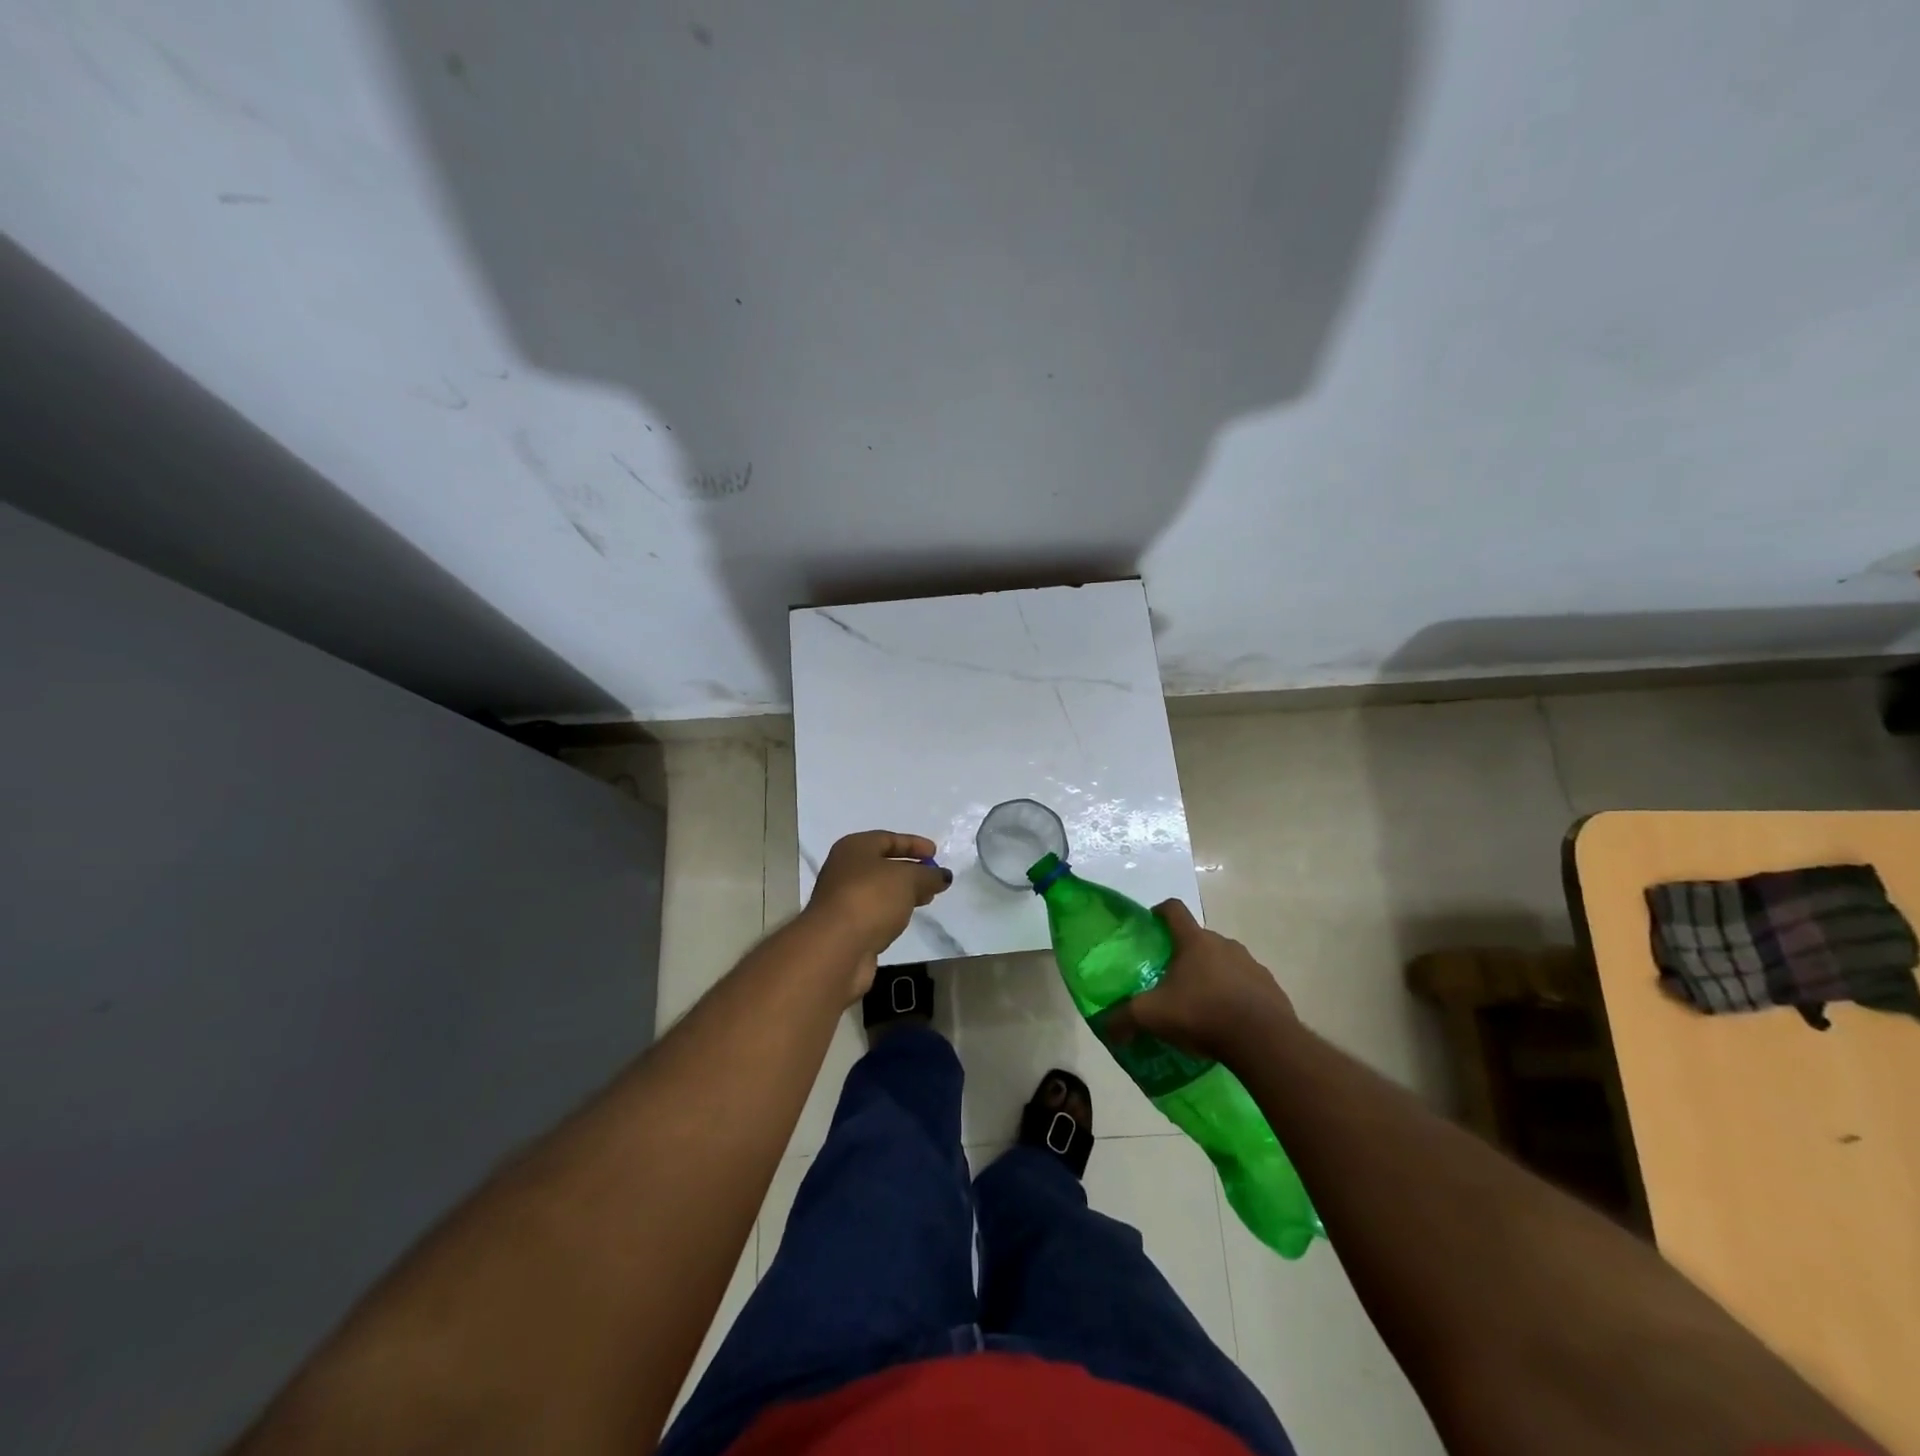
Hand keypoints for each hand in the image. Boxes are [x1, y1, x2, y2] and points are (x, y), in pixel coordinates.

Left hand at [802, 831, 951, 999]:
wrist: (836, 947)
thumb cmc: (871, 898)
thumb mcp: (907, 879)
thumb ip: (928, 875)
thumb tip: (943, 876)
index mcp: (854, 848)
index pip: (888, 839)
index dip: (913, 844)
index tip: (935, 852)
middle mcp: (844, 869)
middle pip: (883, 865)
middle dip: (911, 870)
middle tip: (934, 878)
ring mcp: (843, 899)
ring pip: (879, 890)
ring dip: (903, 893)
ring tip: (927, 899)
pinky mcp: (846, 927)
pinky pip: (875, 911)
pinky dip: (893, 911)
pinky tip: (906, 918)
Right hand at [1105, 899, 1293, 1061]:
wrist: (1264, 1041)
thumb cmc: (1203, 1014)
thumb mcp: (1153, 1016)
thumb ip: (1124, 1018)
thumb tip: (1105, 1026)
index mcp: (1194, 941)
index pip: (1173, 910)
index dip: (1159, 913)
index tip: (1150, 926)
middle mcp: (1224, 944)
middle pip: (1199, 939)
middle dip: (1185, 954)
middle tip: (1171, 979)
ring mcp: (1252, 964)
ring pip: (1225, 962)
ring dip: (1213, 975)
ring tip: (1201, 1004)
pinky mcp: (1271, 988)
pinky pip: (1247, 985)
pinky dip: (1236, 995)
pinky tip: (1228, 1021)